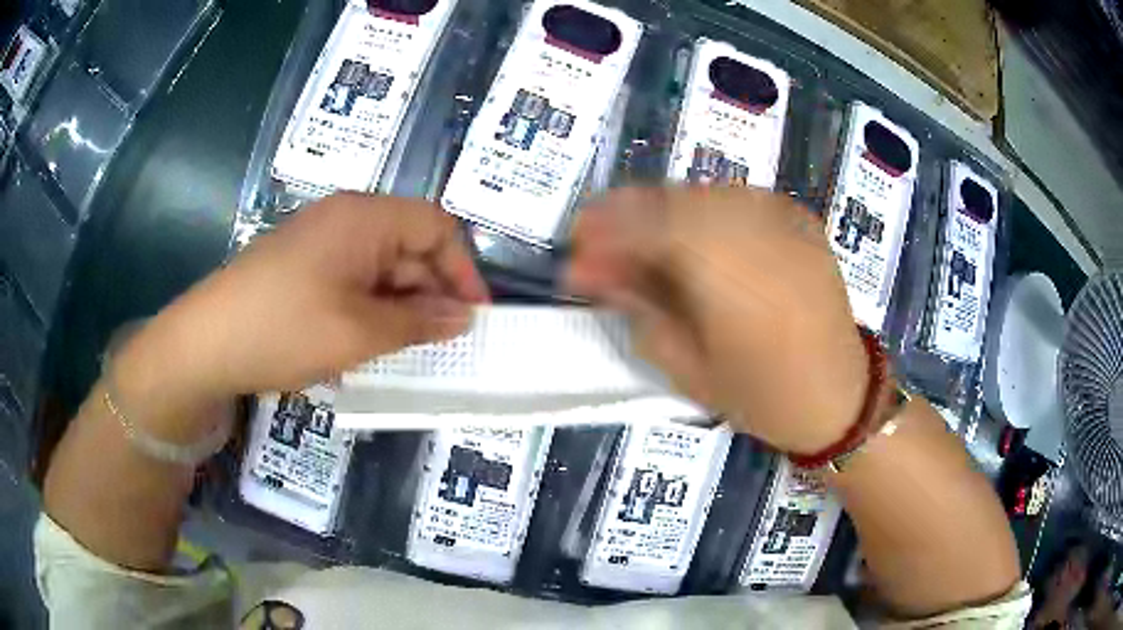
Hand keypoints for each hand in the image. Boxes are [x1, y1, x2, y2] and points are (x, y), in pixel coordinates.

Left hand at [116, 193, 487, 411]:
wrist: (205, 343)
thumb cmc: (284, 329)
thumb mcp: (358, 332)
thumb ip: (418, 323)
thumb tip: (462, 318)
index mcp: (364, 218)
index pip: (437, 226)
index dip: (463, 269)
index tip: (474, 316)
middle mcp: (345, 218)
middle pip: (408, 245)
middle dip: (432, 292)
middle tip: (445, 343)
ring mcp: (320, 241)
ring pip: (380, 267)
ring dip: (401, 305)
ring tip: (411, 350)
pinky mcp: (302, 265)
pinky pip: (352, 279)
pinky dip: (371, 308)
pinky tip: (370, 342)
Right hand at [567, 186, 867, 453]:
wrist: (840, 395)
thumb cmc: (762, 396)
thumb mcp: (686, 367)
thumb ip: (639, 308)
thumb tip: (595, 272)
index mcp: (725, 269)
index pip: (646, 224)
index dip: (602, 231)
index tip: (574, 252)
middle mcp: (754, 226)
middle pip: (671, 199)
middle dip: (626, 216)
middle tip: (601, 246)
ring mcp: (781, 216)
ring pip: (702, 193)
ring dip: (662, 211)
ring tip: (643, 243)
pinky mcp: (799, 218)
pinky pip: (736, 198)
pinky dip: (703, 211)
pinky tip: (694, 237)